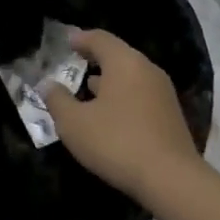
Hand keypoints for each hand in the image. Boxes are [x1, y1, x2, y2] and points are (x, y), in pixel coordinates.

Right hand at [43, 29, 197, 201]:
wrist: (171, 180)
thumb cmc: (117, 142)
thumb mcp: (74, 123)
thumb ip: (57, 100)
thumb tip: (47, 85)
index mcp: (124, 62)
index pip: (100, 38)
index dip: (80, 39)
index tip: (66, 42)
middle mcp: (147, 70)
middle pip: (118, 55)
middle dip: (95, 59)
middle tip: (74, 64)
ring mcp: (163, 93)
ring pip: (130, 77)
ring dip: (109, 80)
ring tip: (87, 90)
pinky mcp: (171, 115)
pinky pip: (140, 95)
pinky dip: (122, 97)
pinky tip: (110, 115)